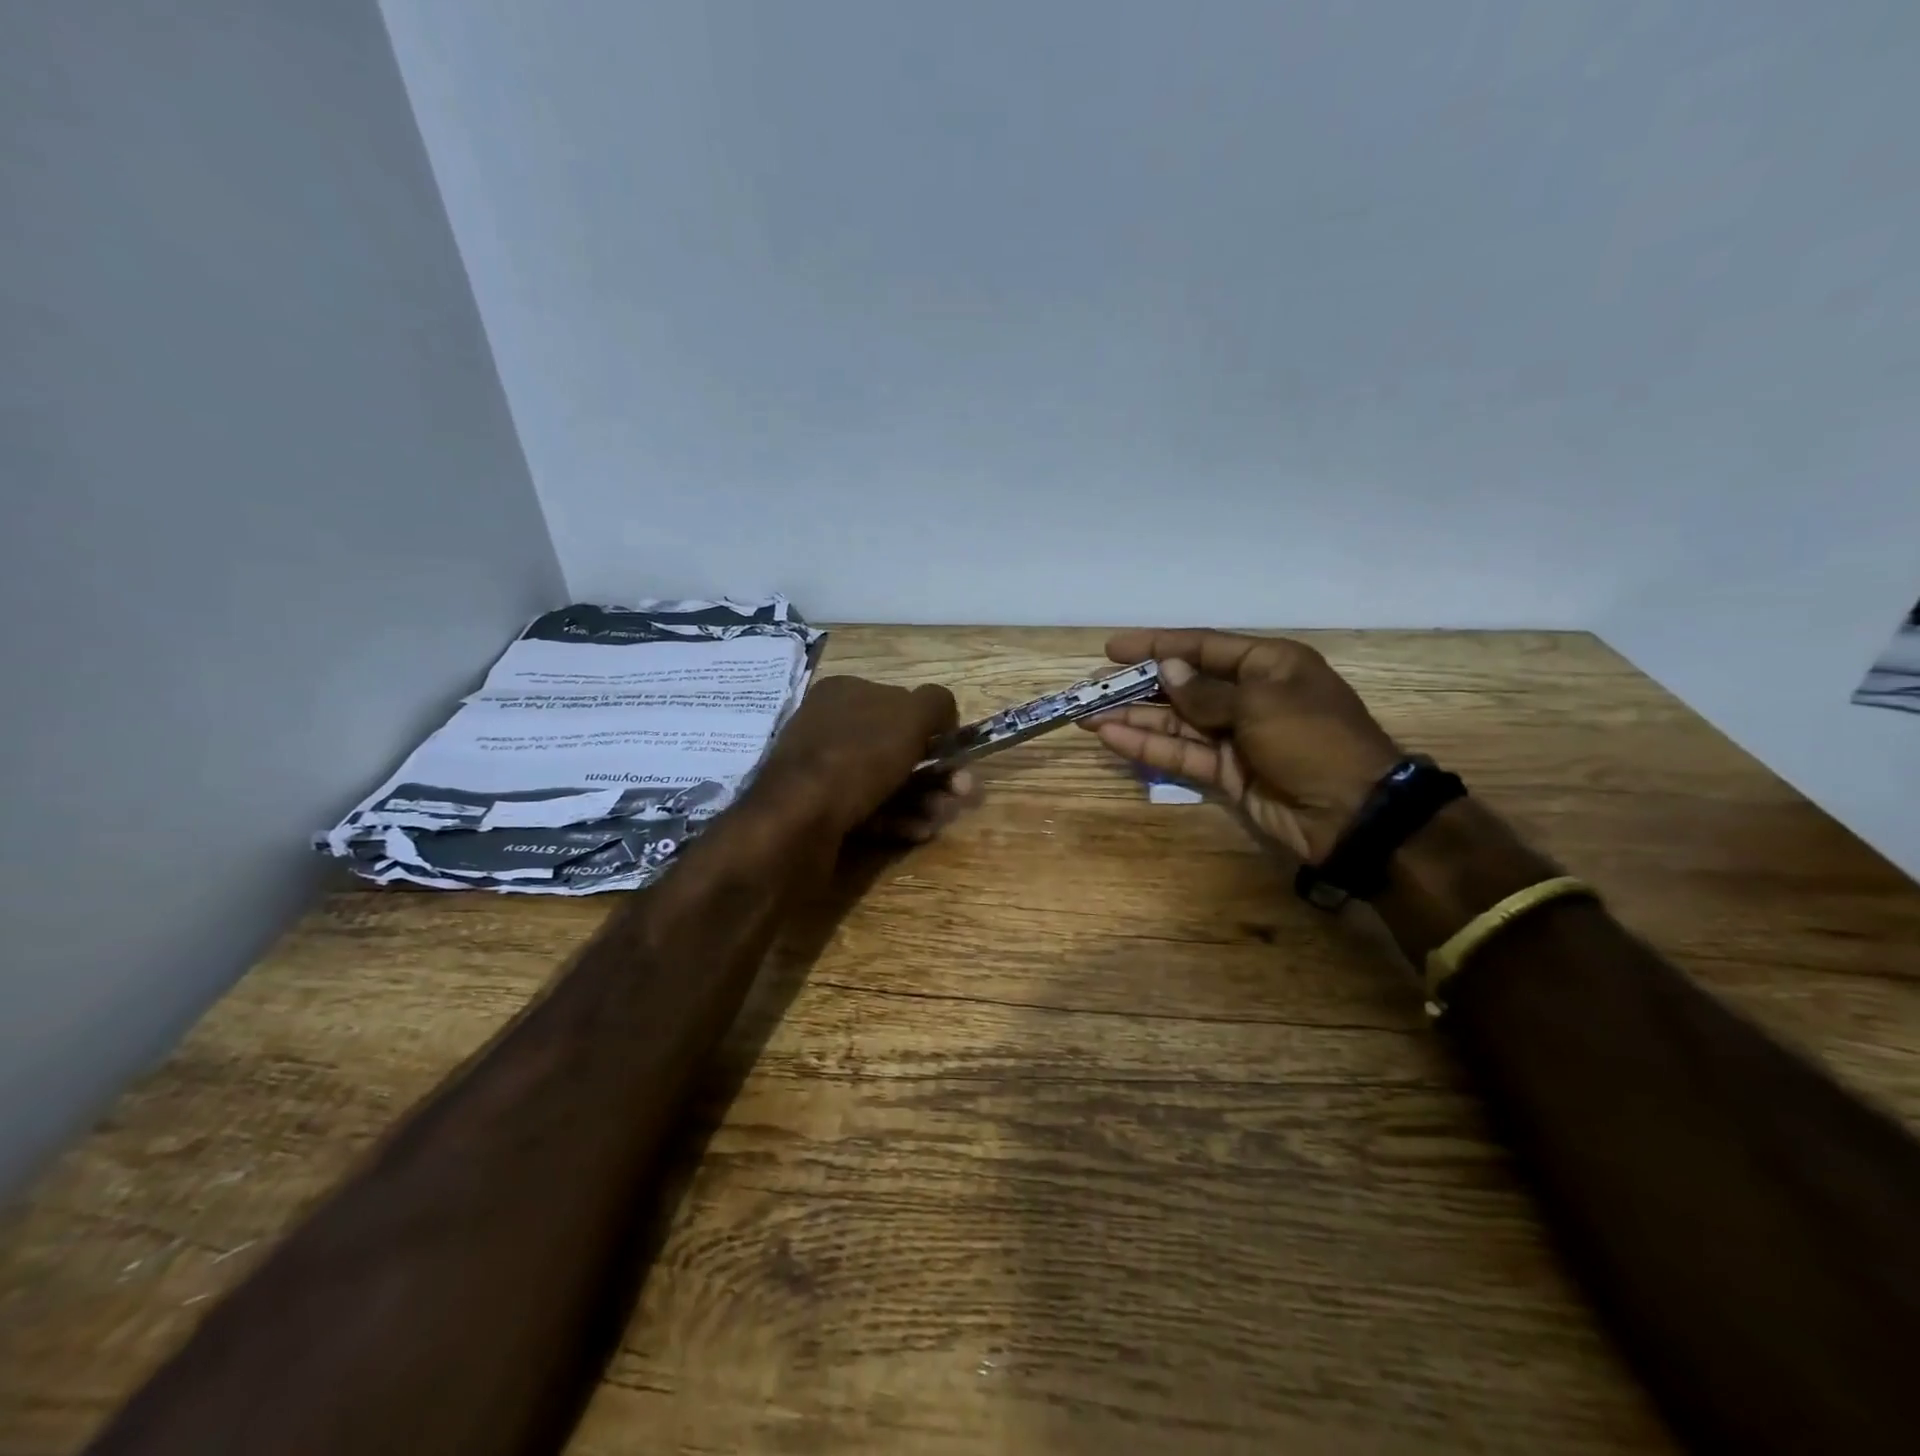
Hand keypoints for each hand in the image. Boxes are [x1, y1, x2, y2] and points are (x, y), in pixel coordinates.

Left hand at [755, 674, 976, 842]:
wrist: (797, 822)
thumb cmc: (858, 757)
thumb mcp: (909, 716)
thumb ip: (935, 704)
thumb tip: (945, 715)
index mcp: (846, 693)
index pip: (901, 703)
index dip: (933, 728)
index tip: (956, 754)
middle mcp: (832, 727)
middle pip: (899, 747)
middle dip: (936, 772)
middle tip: (961, 793)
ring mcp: (824, 772)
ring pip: (888, 783)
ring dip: (924, 799)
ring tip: (941, 817)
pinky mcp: (823, 812)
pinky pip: (870, 811)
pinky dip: (898, 820)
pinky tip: (917, 832)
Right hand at [1083, 629, 1400, 861]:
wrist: (1352, 814)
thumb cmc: (1312, 740)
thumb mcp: (1261, 704)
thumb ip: (1206, 691)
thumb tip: (1168, 670)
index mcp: (1268, 665)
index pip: (1203, 646)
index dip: (1158, 645)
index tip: (1114, 649)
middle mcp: (1249, 696)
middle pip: (1183, 685)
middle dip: (1138, 686)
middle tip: (1093, 688)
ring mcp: (1236, 736)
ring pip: (1176, 722)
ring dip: (1134, 718)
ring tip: (1089, 715)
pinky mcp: (1226, 772)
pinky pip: (1182, 753)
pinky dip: (1149, 746)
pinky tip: (1113, 738)